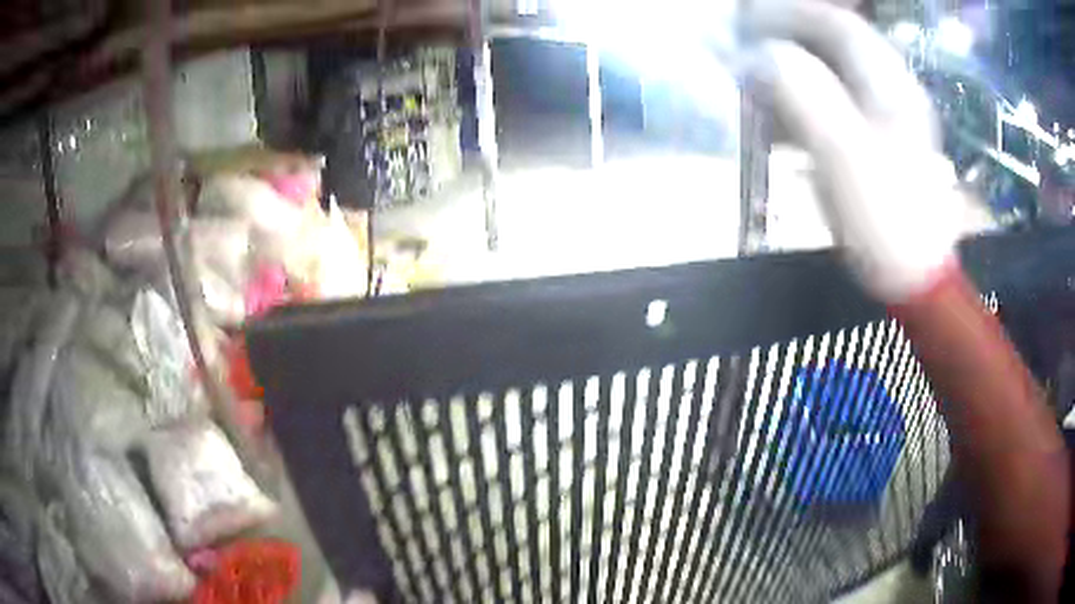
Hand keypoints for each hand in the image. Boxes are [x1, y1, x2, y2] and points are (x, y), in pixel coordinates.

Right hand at [743, 1, 963, 301]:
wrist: (917, 279)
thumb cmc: (885, 219)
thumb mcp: (843, 153)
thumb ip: (802, 92)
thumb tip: (758, 56)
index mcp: (889, 83)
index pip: (838, 24)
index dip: (791, 14)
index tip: (749, 21)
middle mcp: (893, 90)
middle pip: (839, 43)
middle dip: (791, 36)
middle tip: (749, 45)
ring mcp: (891, 118)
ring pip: (839, 72)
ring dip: (797, 67)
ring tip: (761, 79)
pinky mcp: (883, 145)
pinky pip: (842, 103)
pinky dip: (809, 100)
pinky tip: (788, 119)